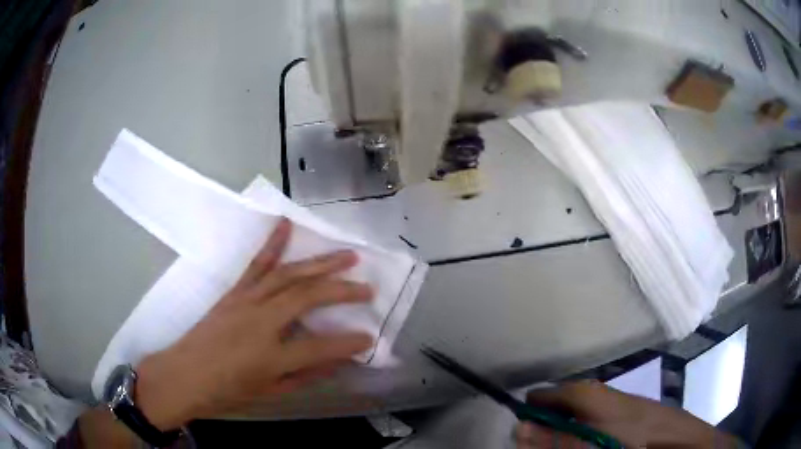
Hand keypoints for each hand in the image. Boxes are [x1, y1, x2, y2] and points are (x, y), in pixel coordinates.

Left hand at [133, 219, 373, 429]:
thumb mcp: (269, 392)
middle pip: (307, 298)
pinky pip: (256, 265)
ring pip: (288, 275)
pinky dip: (272, 243)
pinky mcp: (234, 293)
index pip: (320, 346)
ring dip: (320, 263)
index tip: (370, 337)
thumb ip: (305, 376)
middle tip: (368, 288)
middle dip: (342, 291)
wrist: (183, 375)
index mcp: (270, 356)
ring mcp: (246, 301)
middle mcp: (260, 322)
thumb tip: (338, 362)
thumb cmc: (225, 392)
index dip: (348, 342)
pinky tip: (285, 224)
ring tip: (347, 254)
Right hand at [514, 380, 737, 447]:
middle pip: (551, 408)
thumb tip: (517, 430)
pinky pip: (583, 420)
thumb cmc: (629, 437)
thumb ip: (552, 439)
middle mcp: (588, 391)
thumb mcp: (587, 443)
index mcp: (580, 392)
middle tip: (541, 447)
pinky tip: (582, 443)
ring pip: (567, 415)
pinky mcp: (611, 410)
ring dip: (559, 433)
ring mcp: (602, 399)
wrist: (670, 436)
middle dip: (542, 428)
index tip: (522, 437)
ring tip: (563, 446)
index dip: (526, 417)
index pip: (536, 398)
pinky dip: (576, 432)